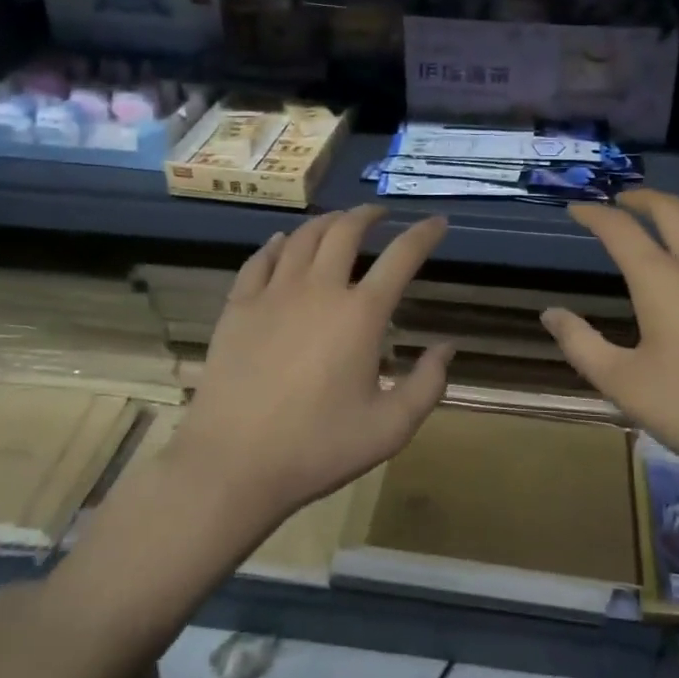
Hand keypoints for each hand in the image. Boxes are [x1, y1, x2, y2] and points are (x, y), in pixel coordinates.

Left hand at [168, 206, 453, 527]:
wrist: (232, 463)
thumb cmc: (317, 448)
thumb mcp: (390, 429)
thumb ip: (428, 385)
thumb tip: (446, 347)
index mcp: (361, 314)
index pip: (401, 256)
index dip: (424, 234)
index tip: (437, 222)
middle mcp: (319, 289)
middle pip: (346, 230)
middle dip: (368, 214)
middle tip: (380, 214)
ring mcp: (274, 293)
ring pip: (303, 237)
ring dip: (326, 222)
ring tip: (338, 221)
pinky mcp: (238, 306)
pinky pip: (261, 259)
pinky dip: (279, 244)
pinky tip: (283, 243)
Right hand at [540, 190, 678, 490]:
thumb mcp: (625, 385)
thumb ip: (581, 344)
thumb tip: (551, 314)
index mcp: (662, 279)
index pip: (620, 229)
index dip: (594, 214)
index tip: (575, 209)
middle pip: (668, 209)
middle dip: (639, 198)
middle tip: (617, 202)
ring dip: (672, 210)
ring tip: (654, 219)